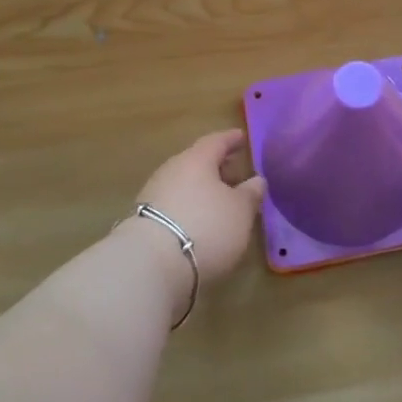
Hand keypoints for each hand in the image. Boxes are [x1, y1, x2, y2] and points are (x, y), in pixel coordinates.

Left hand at [134, 129, 265, 282]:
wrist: (150, 264)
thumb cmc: (206, 227)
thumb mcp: (240, 211)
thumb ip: (250, 194)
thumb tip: (256, 180)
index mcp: (197, 159)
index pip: (217, 141)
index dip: (231, 139)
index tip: (242, 137)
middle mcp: (172, 170)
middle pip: (198, 162)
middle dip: (218, 167)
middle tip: (235, 173)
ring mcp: (154, 195)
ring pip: (185, 185)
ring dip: (203, 191)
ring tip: (221, 203)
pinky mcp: (145, 221)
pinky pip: (174, 205)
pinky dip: (190, 209)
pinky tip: (200, 223)